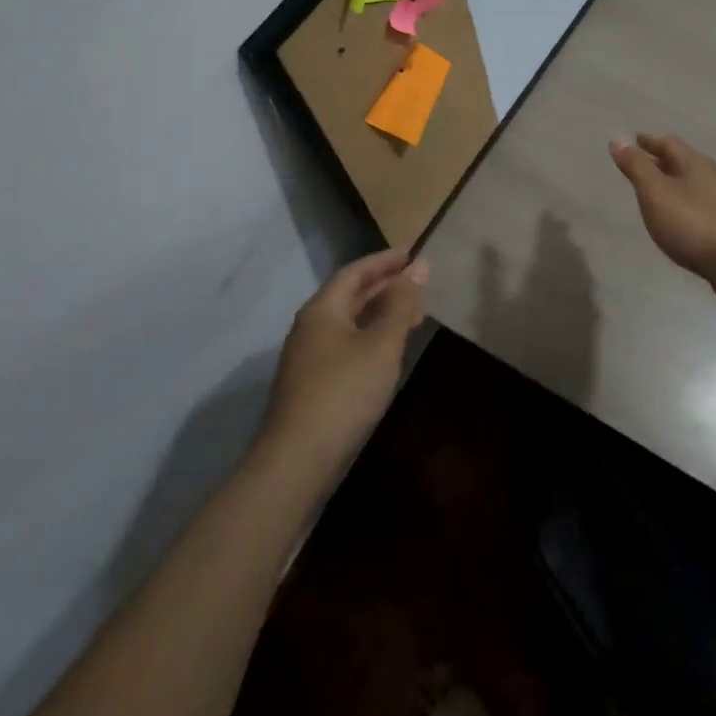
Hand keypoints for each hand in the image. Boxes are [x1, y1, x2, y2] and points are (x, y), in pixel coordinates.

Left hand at [261, 249, 427, 471]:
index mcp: (323, 308)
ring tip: (410, 315)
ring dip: (378, 313)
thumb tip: (419, 266)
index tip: (412, 254)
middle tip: (416, 283)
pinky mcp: (310, 383)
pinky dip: (368, 336)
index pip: (355, 272)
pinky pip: (344, 343)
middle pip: (349, 295)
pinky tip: (386, 352)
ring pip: (347, 322)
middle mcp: (310, 326)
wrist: (296, 460)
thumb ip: (401, 304)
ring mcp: (307, 356)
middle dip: (383, 286)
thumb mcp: (382, 344)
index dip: (384, 261)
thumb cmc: (344, 392)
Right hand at [610, 134, 715, 304]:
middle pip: (682, 162)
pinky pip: (698, 205)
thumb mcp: (656, 193)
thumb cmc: (694, 224)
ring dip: (672, 183)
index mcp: (695, 163)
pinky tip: (677, 219)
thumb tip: (617, 137)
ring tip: (654, 192)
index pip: (668, 143)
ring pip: (691, 184)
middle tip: (640, 165)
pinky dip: (682, 204)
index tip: (633, 140)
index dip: (648, 142)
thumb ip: (637, 167)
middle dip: (660, 161)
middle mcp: (711, 177)